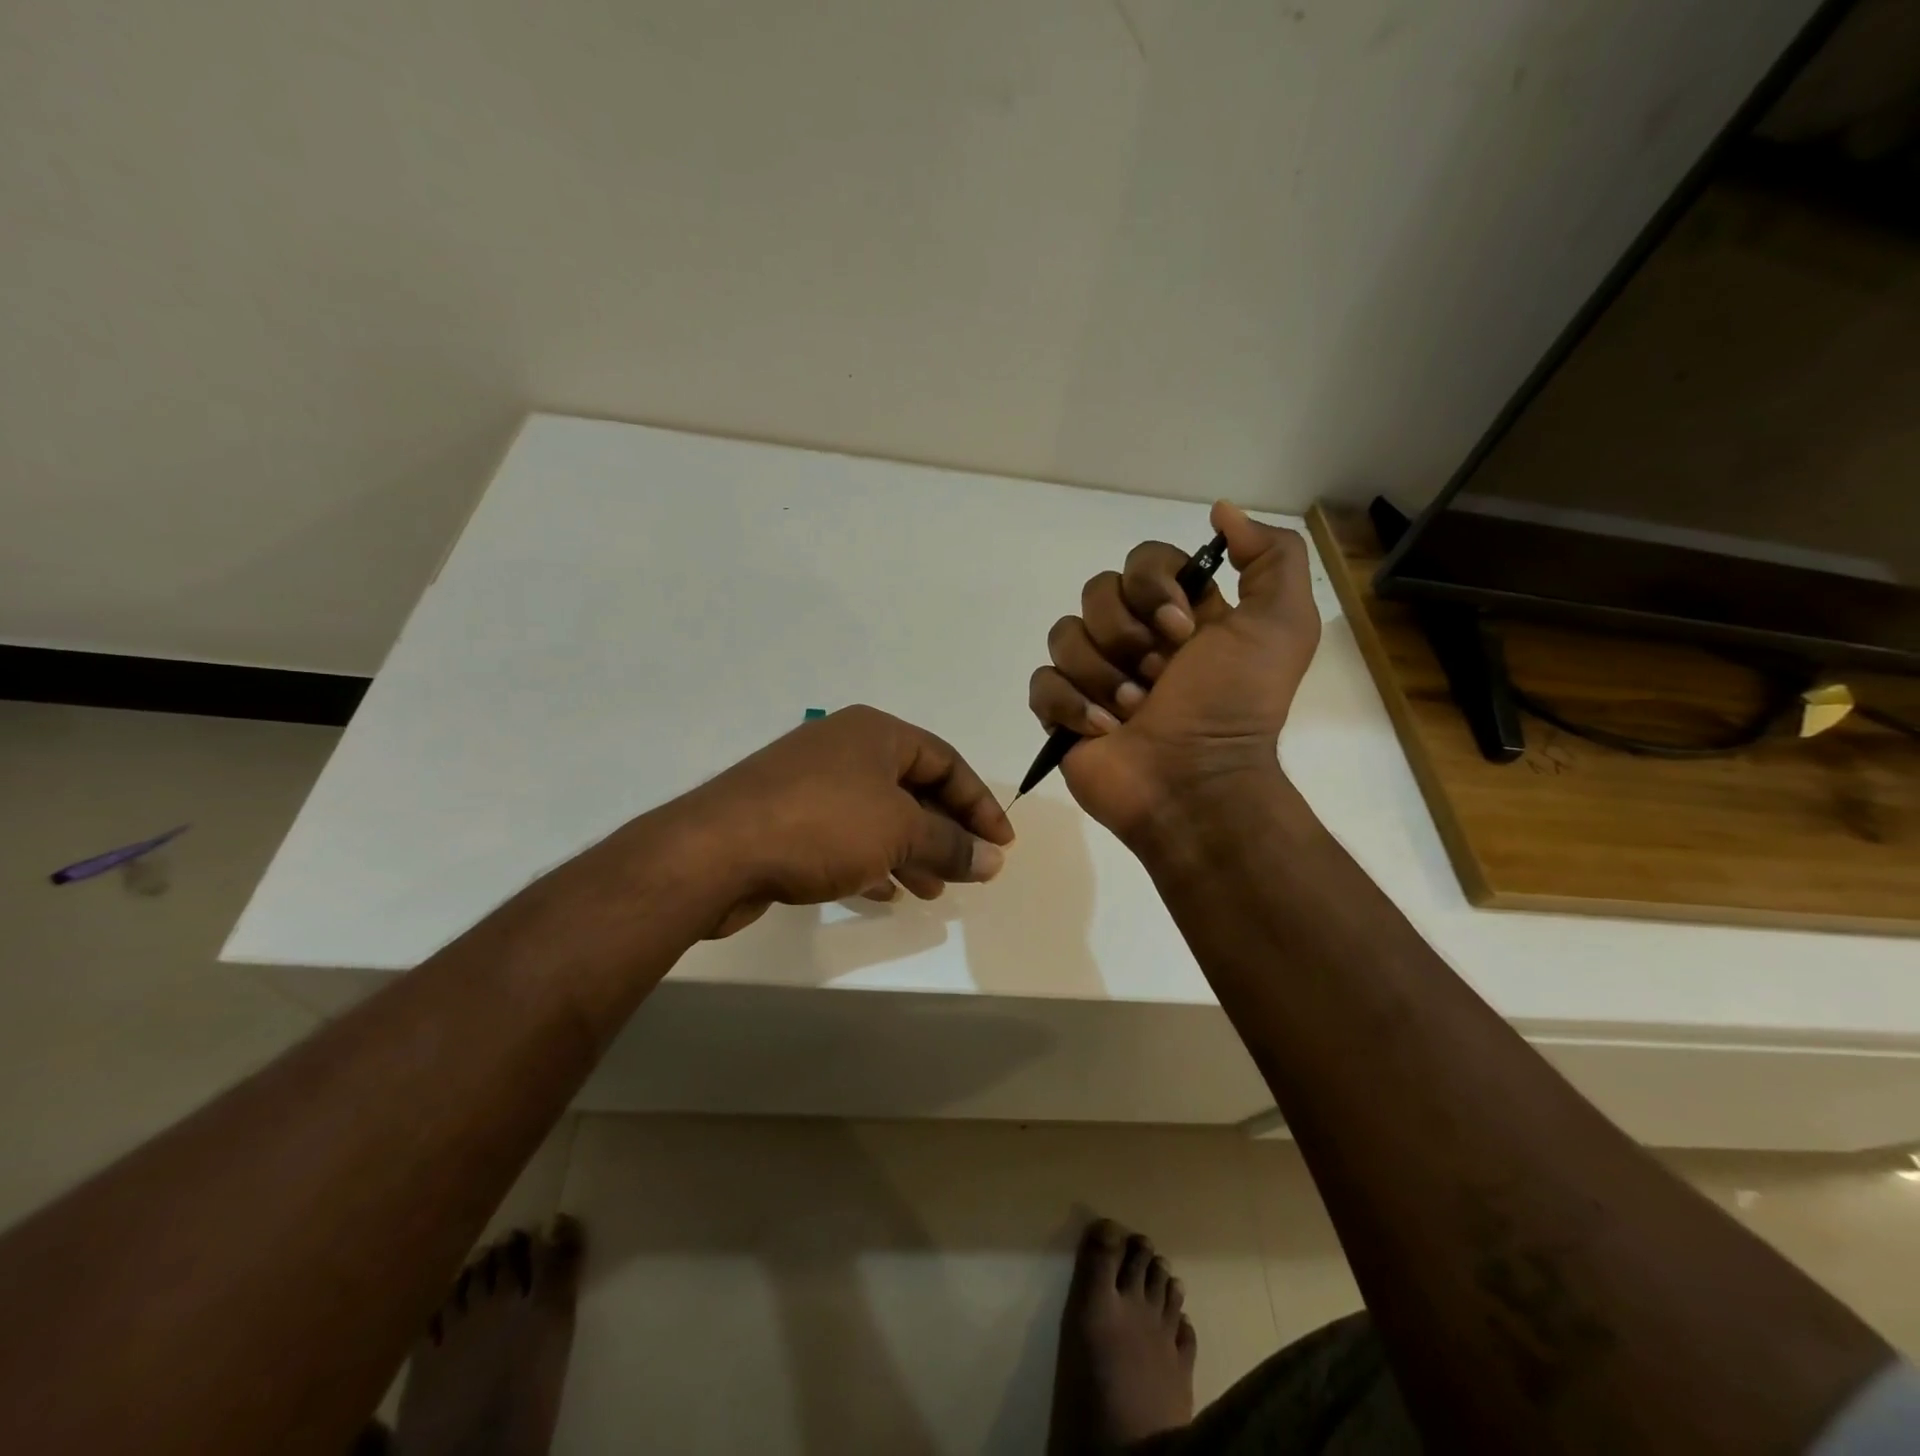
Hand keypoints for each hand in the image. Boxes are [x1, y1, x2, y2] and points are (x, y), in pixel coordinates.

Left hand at [678, 705, 1013, 936]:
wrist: (714, 852)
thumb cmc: (821, 825)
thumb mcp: (899, 832)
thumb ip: (951, 844)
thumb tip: (993, 859)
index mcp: (876, 733)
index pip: (946, 761)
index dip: (979, 803)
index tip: (1002, 846)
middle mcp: (844, 749)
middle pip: (913, 788)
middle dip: (945, 832)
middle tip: (970, 871)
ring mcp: (811, 783)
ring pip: (879, 816)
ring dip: (912, 852)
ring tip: (933, 891)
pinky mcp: (787, 819)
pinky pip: (846, 836)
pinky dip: (873, 861)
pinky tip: (887, 892)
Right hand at [1027, 500, 1319, 843]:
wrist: (1197, 785)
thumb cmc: (1235, 706)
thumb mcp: (1281, 625)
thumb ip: (1271, 557)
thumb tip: (1221, 511)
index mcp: (1179, 612)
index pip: (1143, 559)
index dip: (1153, 586)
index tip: (1181, 628)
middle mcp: (1135, 637)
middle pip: (1097, 592)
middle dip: (1127, 636)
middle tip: (1159, 677)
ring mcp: (1094, 674)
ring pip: (1064, 635)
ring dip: (1103, 675)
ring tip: (1133, 711)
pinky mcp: (1062, 712)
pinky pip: (1042, 683)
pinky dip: (1071, 705)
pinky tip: (1103, 730)